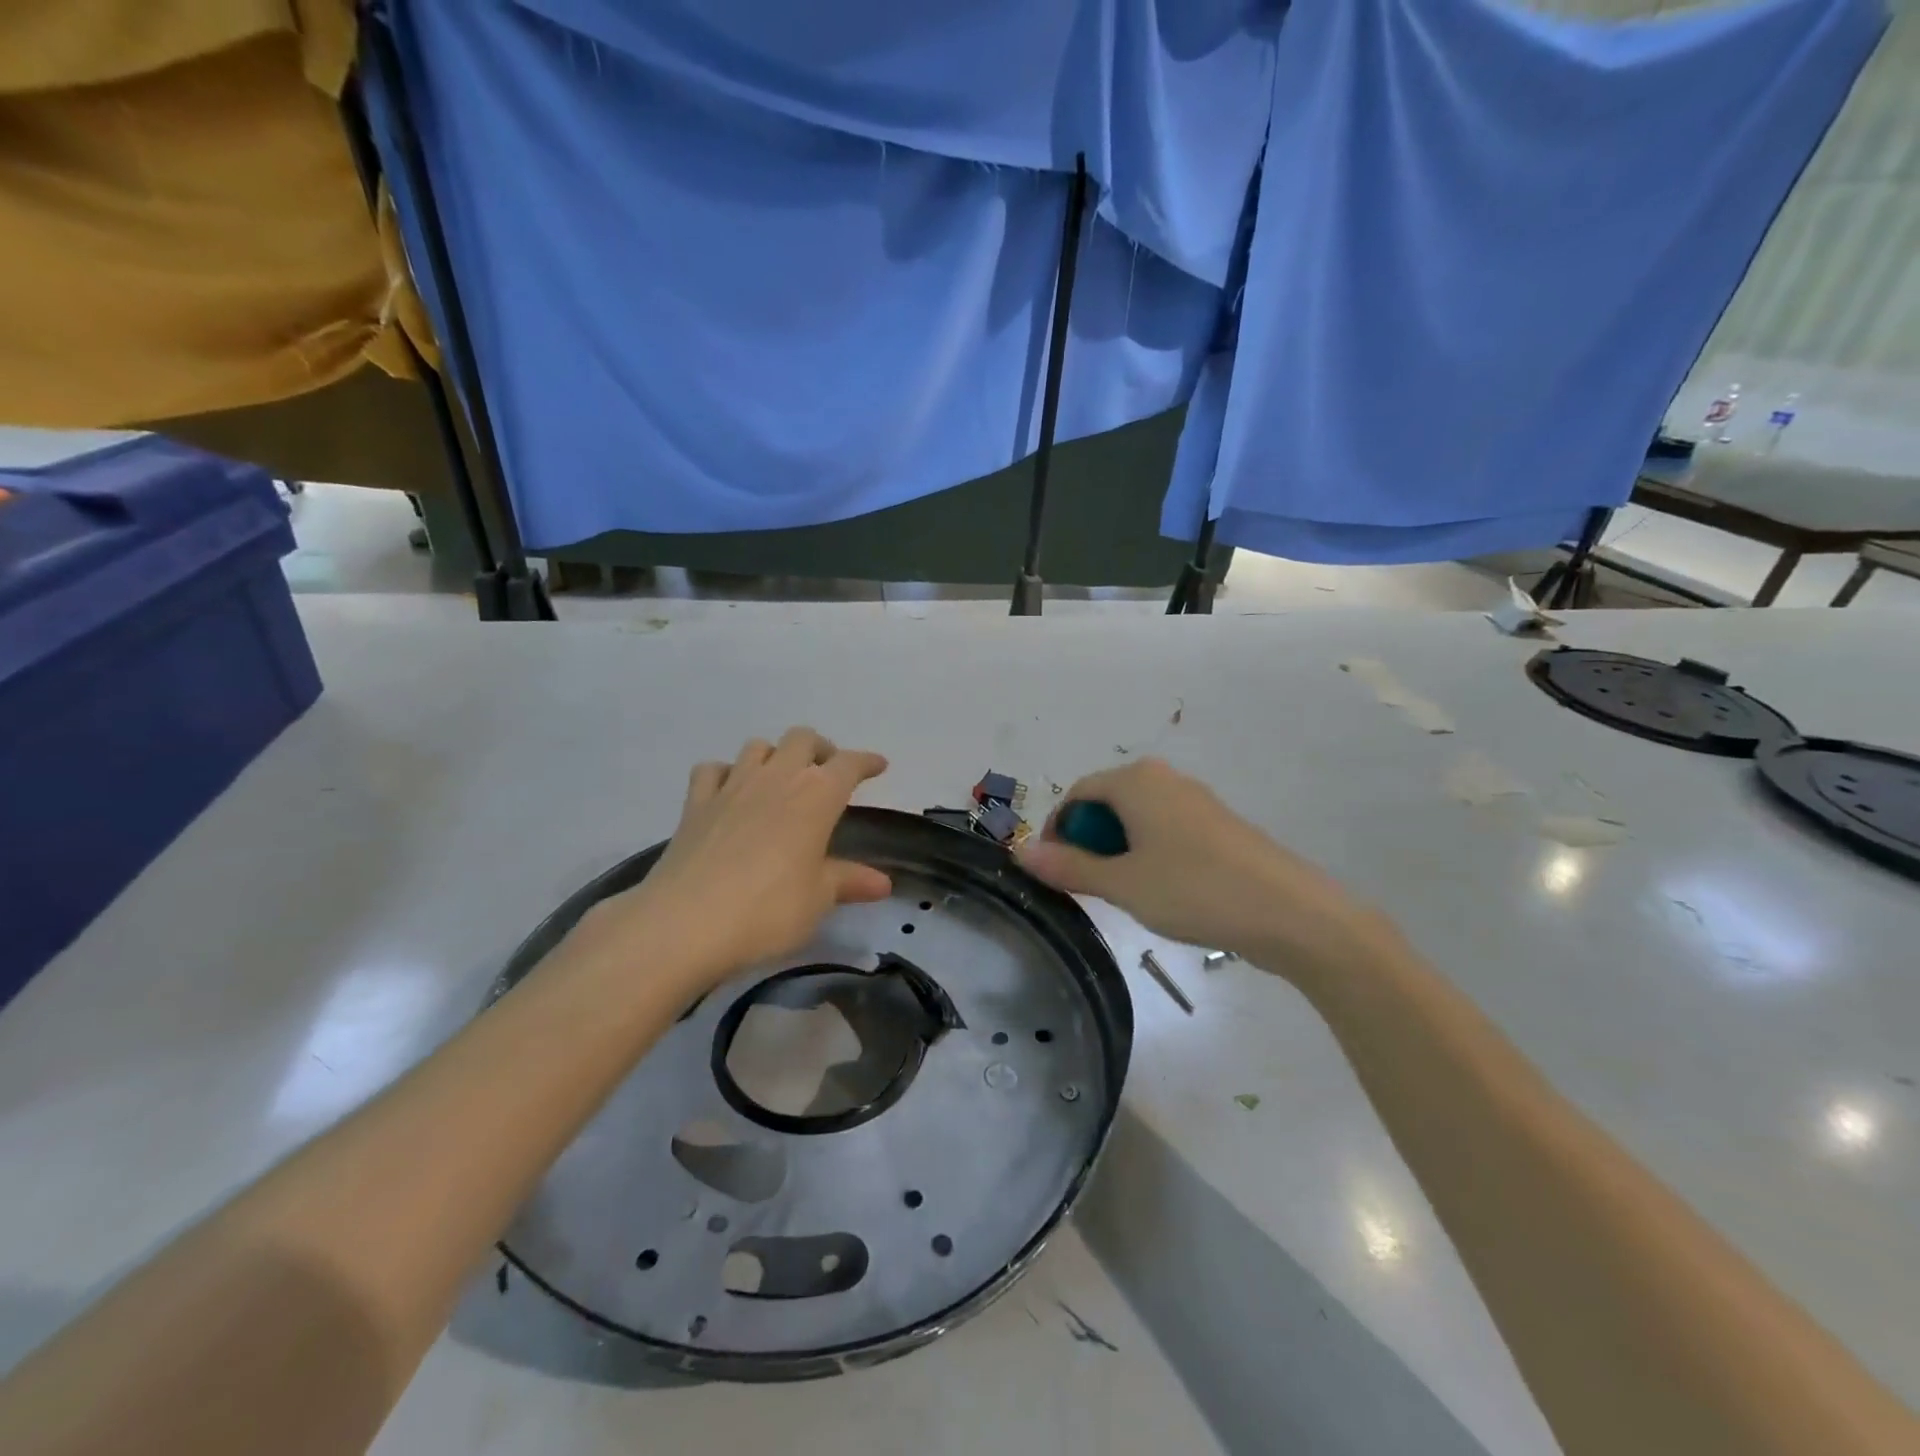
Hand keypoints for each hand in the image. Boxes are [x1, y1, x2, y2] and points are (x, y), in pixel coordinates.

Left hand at [574, 728, 890, 986]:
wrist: (686, 922)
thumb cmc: (768, 910)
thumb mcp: (818, 899)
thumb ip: (849, 881)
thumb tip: (883, 882)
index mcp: (816, 796)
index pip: (849, 764)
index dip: (866, 762)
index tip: (878, 766)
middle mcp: (776, 778)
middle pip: (802, 739)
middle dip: (820, 749)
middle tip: (827, 772)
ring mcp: (732, 786)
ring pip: (758, 746)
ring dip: (775, 755)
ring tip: (781, 779)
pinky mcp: (696, 803)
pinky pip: (713, 770)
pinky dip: (726, 773)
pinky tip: (730, 792)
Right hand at [1016, 758, 1387, 982]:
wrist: (1291, 912)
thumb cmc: (1195, 890)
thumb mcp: (1122, 884)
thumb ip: (1068, 867)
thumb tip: (1020, 852)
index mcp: (1136, 781)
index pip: (1077, 793)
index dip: (1057, 830)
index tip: (1054, 870)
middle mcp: (1164, 778)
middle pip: (1107, 802)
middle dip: (1088, 841)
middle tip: (1088, 886)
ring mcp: (1195, 800)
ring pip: (1137, 818)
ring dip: (1118, 850)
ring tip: (1124, 893)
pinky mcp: (1218, 825)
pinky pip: (1165, 829)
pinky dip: (1149, 852)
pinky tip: (1163, 891)